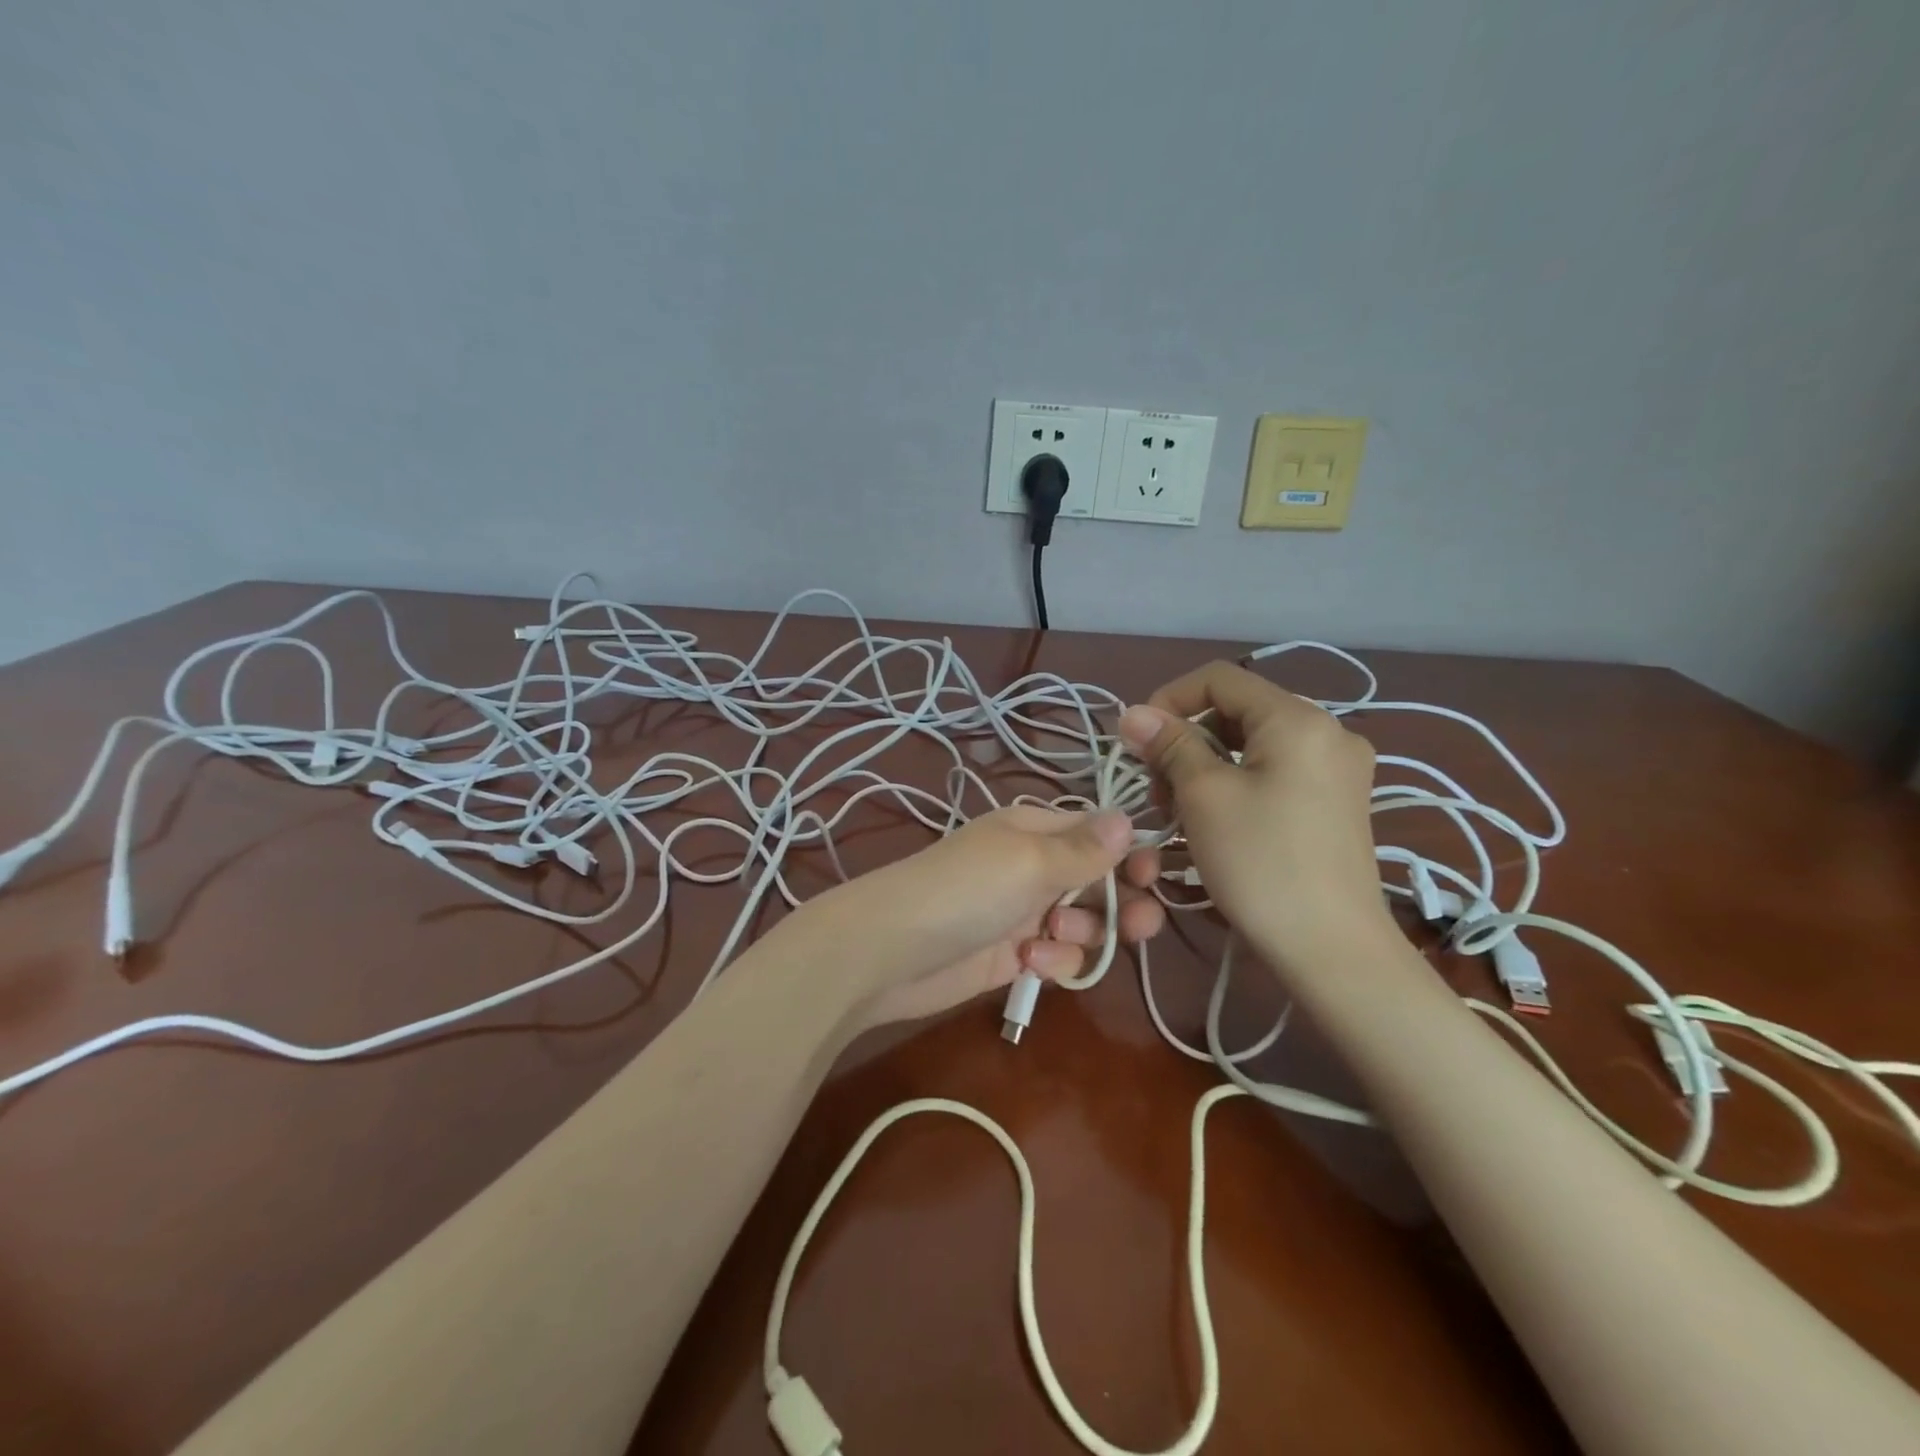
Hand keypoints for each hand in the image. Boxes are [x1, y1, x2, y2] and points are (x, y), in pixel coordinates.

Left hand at [804, 806, 1164, 1029]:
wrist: (891, 952)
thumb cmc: (966, 890)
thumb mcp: (1029, 861)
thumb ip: (1084, 848)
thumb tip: (1129, 817)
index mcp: (1035, 829)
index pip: (1098, 832)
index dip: (1131, 852)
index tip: (1154, 875)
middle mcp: (1034, 866)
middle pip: (1100, 880)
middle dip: (1121, 901)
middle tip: (1137, 924)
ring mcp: (1023, 912)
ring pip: (1085, 923)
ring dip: (1083, 933)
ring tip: (1055, 934)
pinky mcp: (1014, 956)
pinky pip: (1058, 956)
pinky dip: (1054, 961)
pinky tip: (1032, 963)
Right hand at [1116, 661, 1388, 970]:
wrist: (1332, 950)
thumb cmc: (1261, 863)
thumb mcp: (1204, 796)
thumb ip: (1169, 744)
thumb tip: (1134, 713)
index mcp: (1298, 718)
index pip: (1219, 679)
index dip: (1169, 699)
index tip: (1137, 742)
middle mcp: (1327, 731)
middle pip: (1237, 711)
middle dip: (1186, 739)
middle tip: (1156, 788)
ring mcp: (1338, 769)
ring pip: (1253, 744)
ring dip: (1207, 765)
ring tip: (1181, 810)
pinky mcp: (1338, 803)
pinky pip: (1275, 772)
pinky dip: (1237, 784)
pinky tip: (1216, 820)